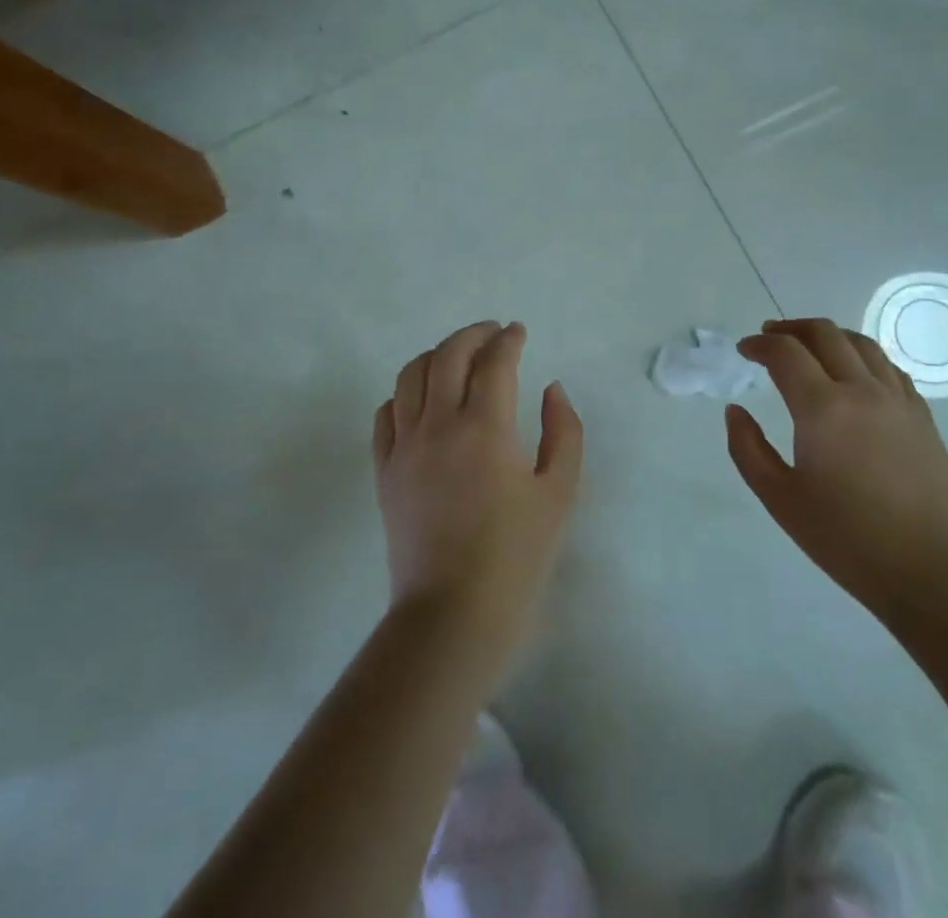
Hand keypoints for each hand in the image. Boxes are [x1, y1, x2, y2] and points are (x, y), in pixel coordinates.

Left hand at [374, 321, 583, 665]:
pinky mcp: (384, 470)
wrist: (452, 615)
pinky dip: (405, 393)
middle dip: (472, 334)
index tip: (518, 331)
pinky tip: (421, 400)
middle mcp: (438, 424)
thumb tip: (551, 389)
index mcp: (485, 427)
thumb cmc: (515, 556)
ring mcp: (404, 446)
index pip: (494, 362)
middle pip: (448, 355)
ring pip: (411, 375)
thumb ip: (563, 432)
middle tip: (492, 333)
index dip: (508, 340)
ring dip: (436, 355)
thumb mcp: (559, 494)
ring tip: (457, 357)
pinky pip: (386, 413)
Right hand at [727, 318, 947, 630]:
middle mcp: (862, 391)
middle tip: (769, 337)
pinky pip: (889, 367)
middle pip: (824, 334)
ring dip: (828, 335)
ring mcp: (898, 400)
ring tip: (808, 346)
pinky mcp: (922, 417)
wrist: (930, 572)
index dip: (759, 344)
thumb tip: (735, 410)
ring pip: (861, 343)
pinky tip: (853, 372)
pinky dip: (862, 356)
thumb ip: (747, 448)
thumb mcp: (780, 498)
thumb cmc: (846, 539)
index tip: (743, 351)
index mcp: (823, 408)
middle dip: (791, 328)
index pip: (785, 352)